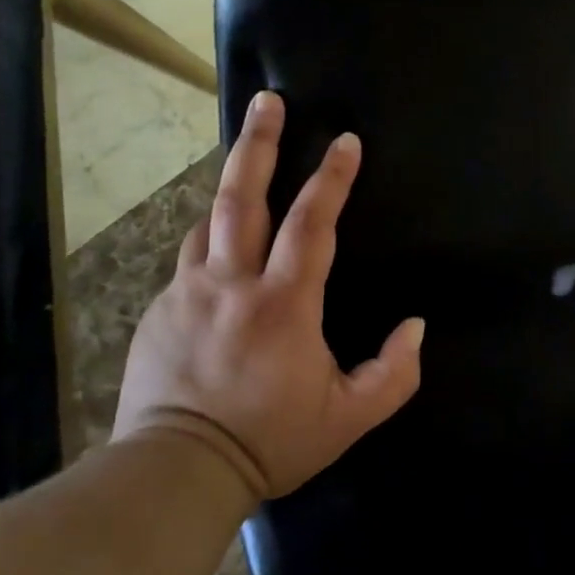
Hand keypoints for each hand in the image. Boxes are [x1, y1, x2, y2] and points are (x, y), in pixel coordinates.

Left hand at [111, 91, 424, 500]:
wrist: (177, 472)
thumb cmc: (272, 441)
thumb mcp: (350, 418)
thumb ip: (394, 372)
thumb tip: (414, 326)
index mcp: (283, 304)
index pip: (312, 224)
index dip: (332, 179)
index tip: (346, 141)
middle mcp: (231, 283)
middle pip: (242, 197)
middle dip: (258, 143)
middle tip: (267, 102)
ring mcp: (188, 293)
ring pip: (208, 222)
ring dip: (232, 190)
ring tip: (247, 168)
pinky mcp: (160, 311)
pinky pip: (189, 260)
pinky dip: (210, 242)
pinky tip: (220, 251)